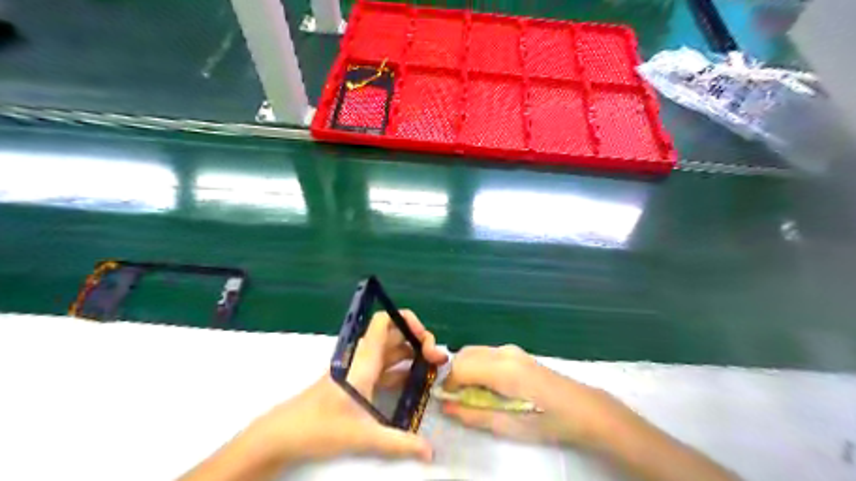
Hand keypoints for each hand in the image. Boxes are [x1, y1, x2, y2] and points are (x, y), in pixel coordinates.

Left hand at [236, 310, 443, 463]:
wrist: (283, 434)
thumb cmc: (320, 426)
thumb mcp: (363, 435)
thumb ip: (399, 443)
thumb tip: (430, 452)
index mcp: (364, 360)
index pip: (385, 322)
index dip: (407, 321)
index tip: (425, 339)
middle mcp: (363, 358)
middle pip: (394, 335)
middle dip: (418, 341)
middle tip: (437, 359)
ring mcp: (360, 370)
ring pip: (391, 351)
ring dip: (412, 355)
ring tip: (432, 370)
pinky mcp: (357, 382)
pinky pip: (384, 368)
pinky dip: (401, 370)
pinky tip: (413, 384)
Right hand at [440, 346, 622, 447]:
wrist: (582, 408)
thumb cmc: (548, 421)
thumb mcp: (510, 426)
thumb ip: (475, 415)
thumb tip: (447, 407)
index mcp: (503, 370)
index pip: (460, 367)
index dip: (448, 384)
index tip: (446, 401)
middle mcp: (504, 352)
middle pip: (464, 354)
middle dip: (454, 375)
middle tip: (457, 398)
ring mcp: (511, 349)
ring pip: (474, 351)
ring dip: (465, 369)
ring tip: (472, 393)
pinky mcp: (516, 352)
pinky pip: (486, 353)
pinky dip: (477, 366)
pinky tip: (487, 385)